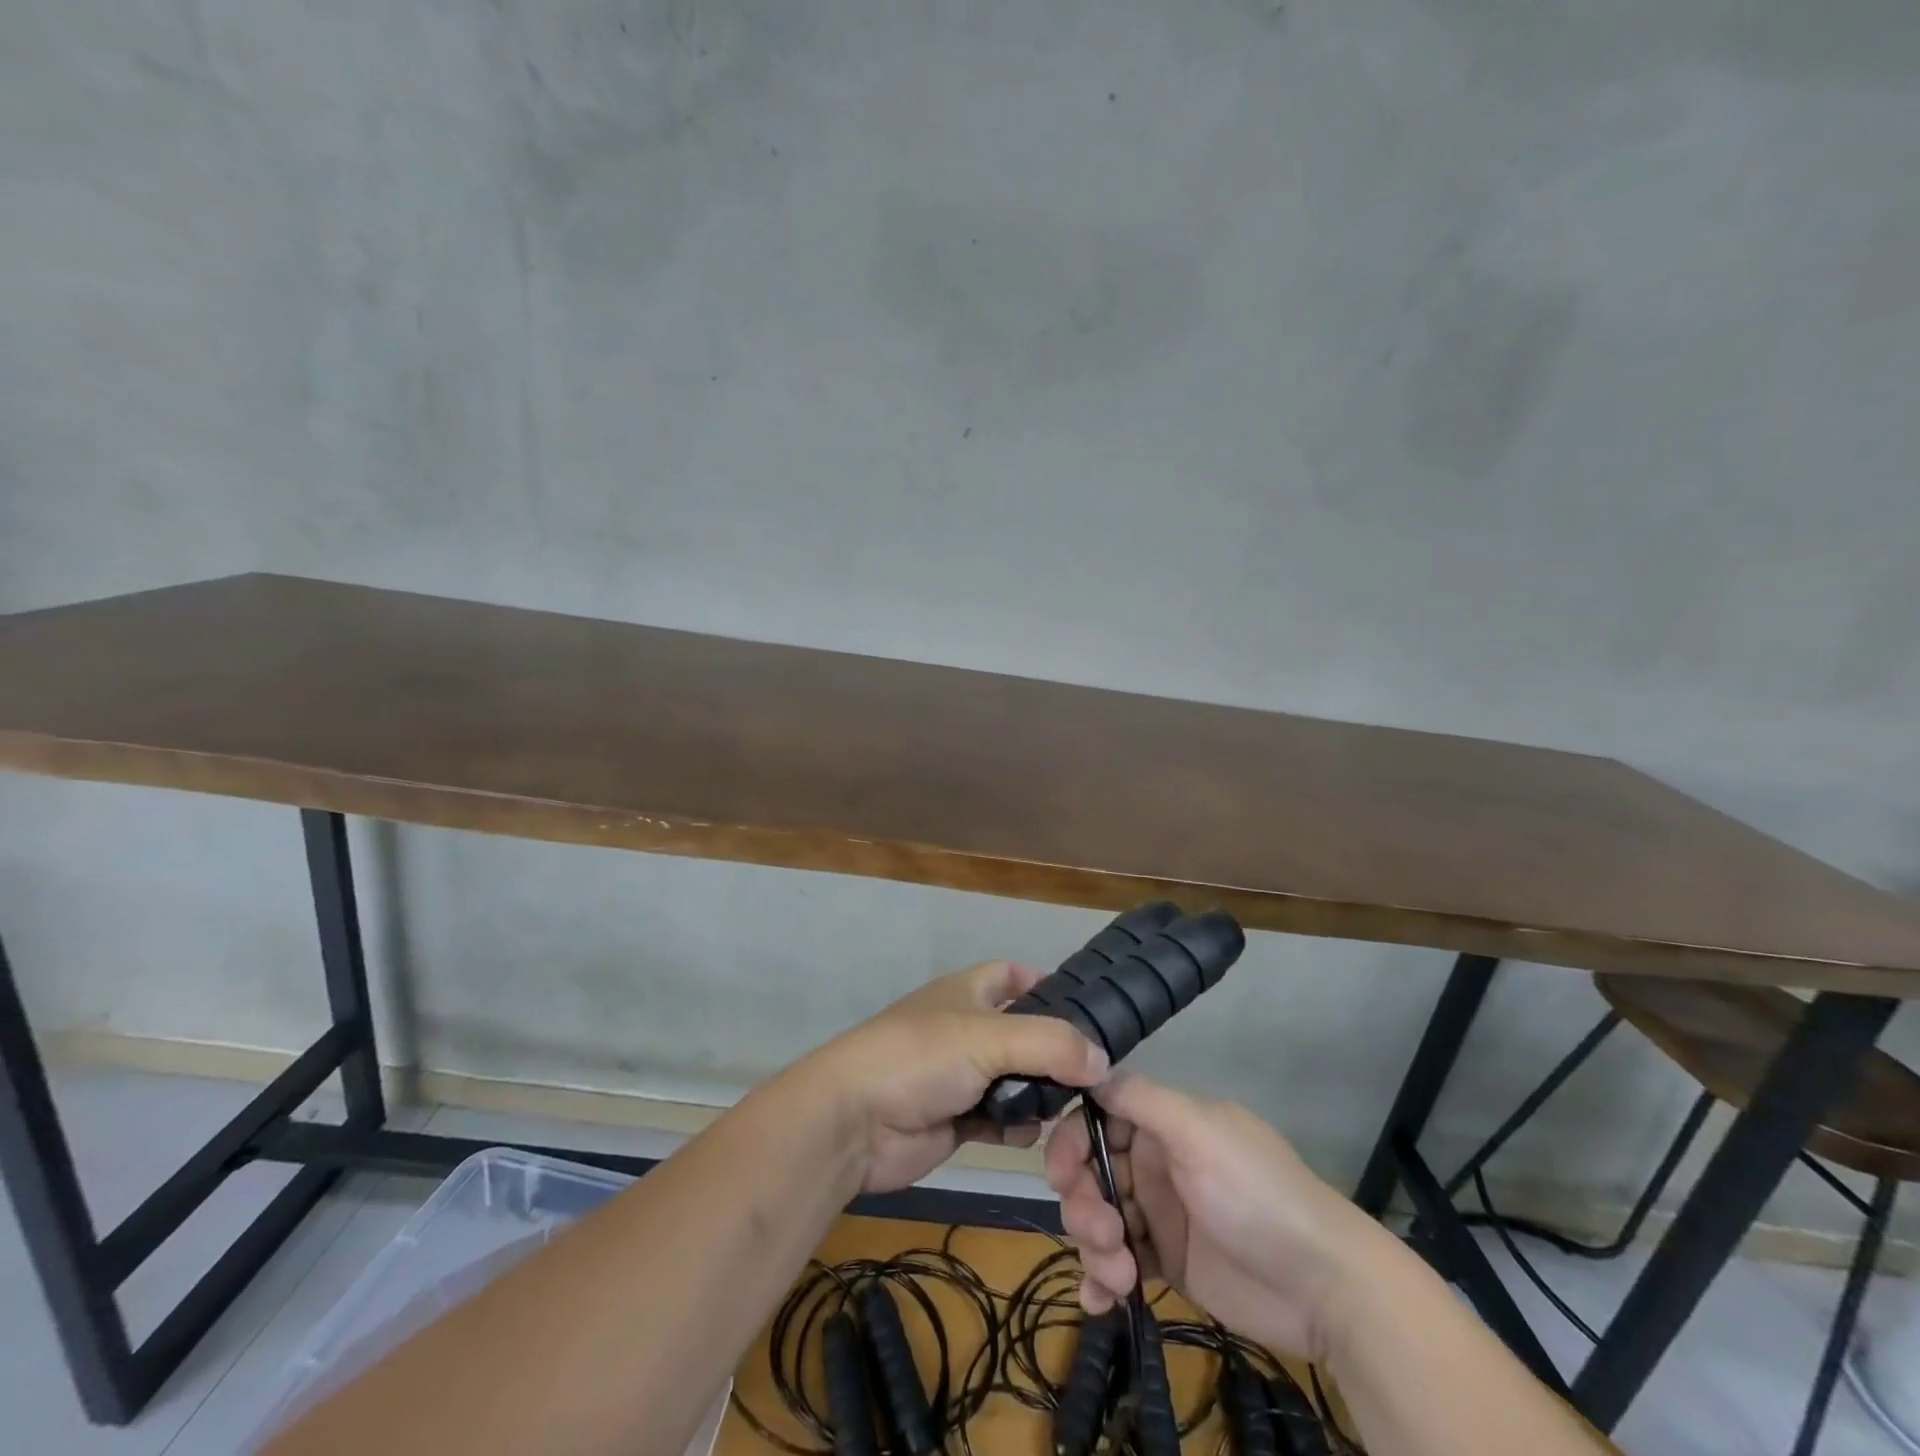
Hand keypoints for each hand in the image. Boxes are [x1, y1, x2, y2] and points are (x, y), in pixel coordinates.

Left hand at [795, 961, 1109, 1194]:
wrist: (854, 1122)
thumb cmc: (920, 1058)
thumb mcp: (988, 1037)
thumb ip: (1050, 1044)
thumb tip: (1103, 1060)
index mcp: (967, 993)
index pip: (1011, 975)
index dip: (1043, 983)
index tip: (1085, 1007)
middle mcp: (966, 1029)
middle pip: (1022, 1032)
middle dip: (1054, 1050)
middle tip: (1097, 1072)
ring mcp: (960, 1076)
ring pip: (1015, 1079)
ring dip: (1040, 1093)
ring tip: (1074, 1107)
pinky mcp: (956, 1119)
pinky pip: (999, 1120)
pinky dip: (1017, 1126)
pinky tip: (1032, 1134)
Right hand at [1045, 1073, 1392, 1360]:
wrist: (1322, 1284)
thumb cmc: (1255, 1193)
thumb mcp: (1198, 1132)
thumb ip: (1141, 1099)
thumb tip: (1090, 1067)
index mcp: (1163, 1123)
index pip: (1098, 1118)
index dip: (1071, 1141)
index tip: (1059, 1172)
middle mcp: (1156, 1161)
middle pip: (1091, 1171)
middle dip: (1083, 1201)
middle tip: (1102, 1234)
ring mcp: (1161, 1213)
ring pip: (1099, 1217)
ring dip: (1094, 1245)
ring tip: (1119, 1275)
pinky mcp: (1169, 1261)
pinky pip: (1119, 1262)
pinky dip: (1102, 1280)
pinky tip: (1099, 1301)